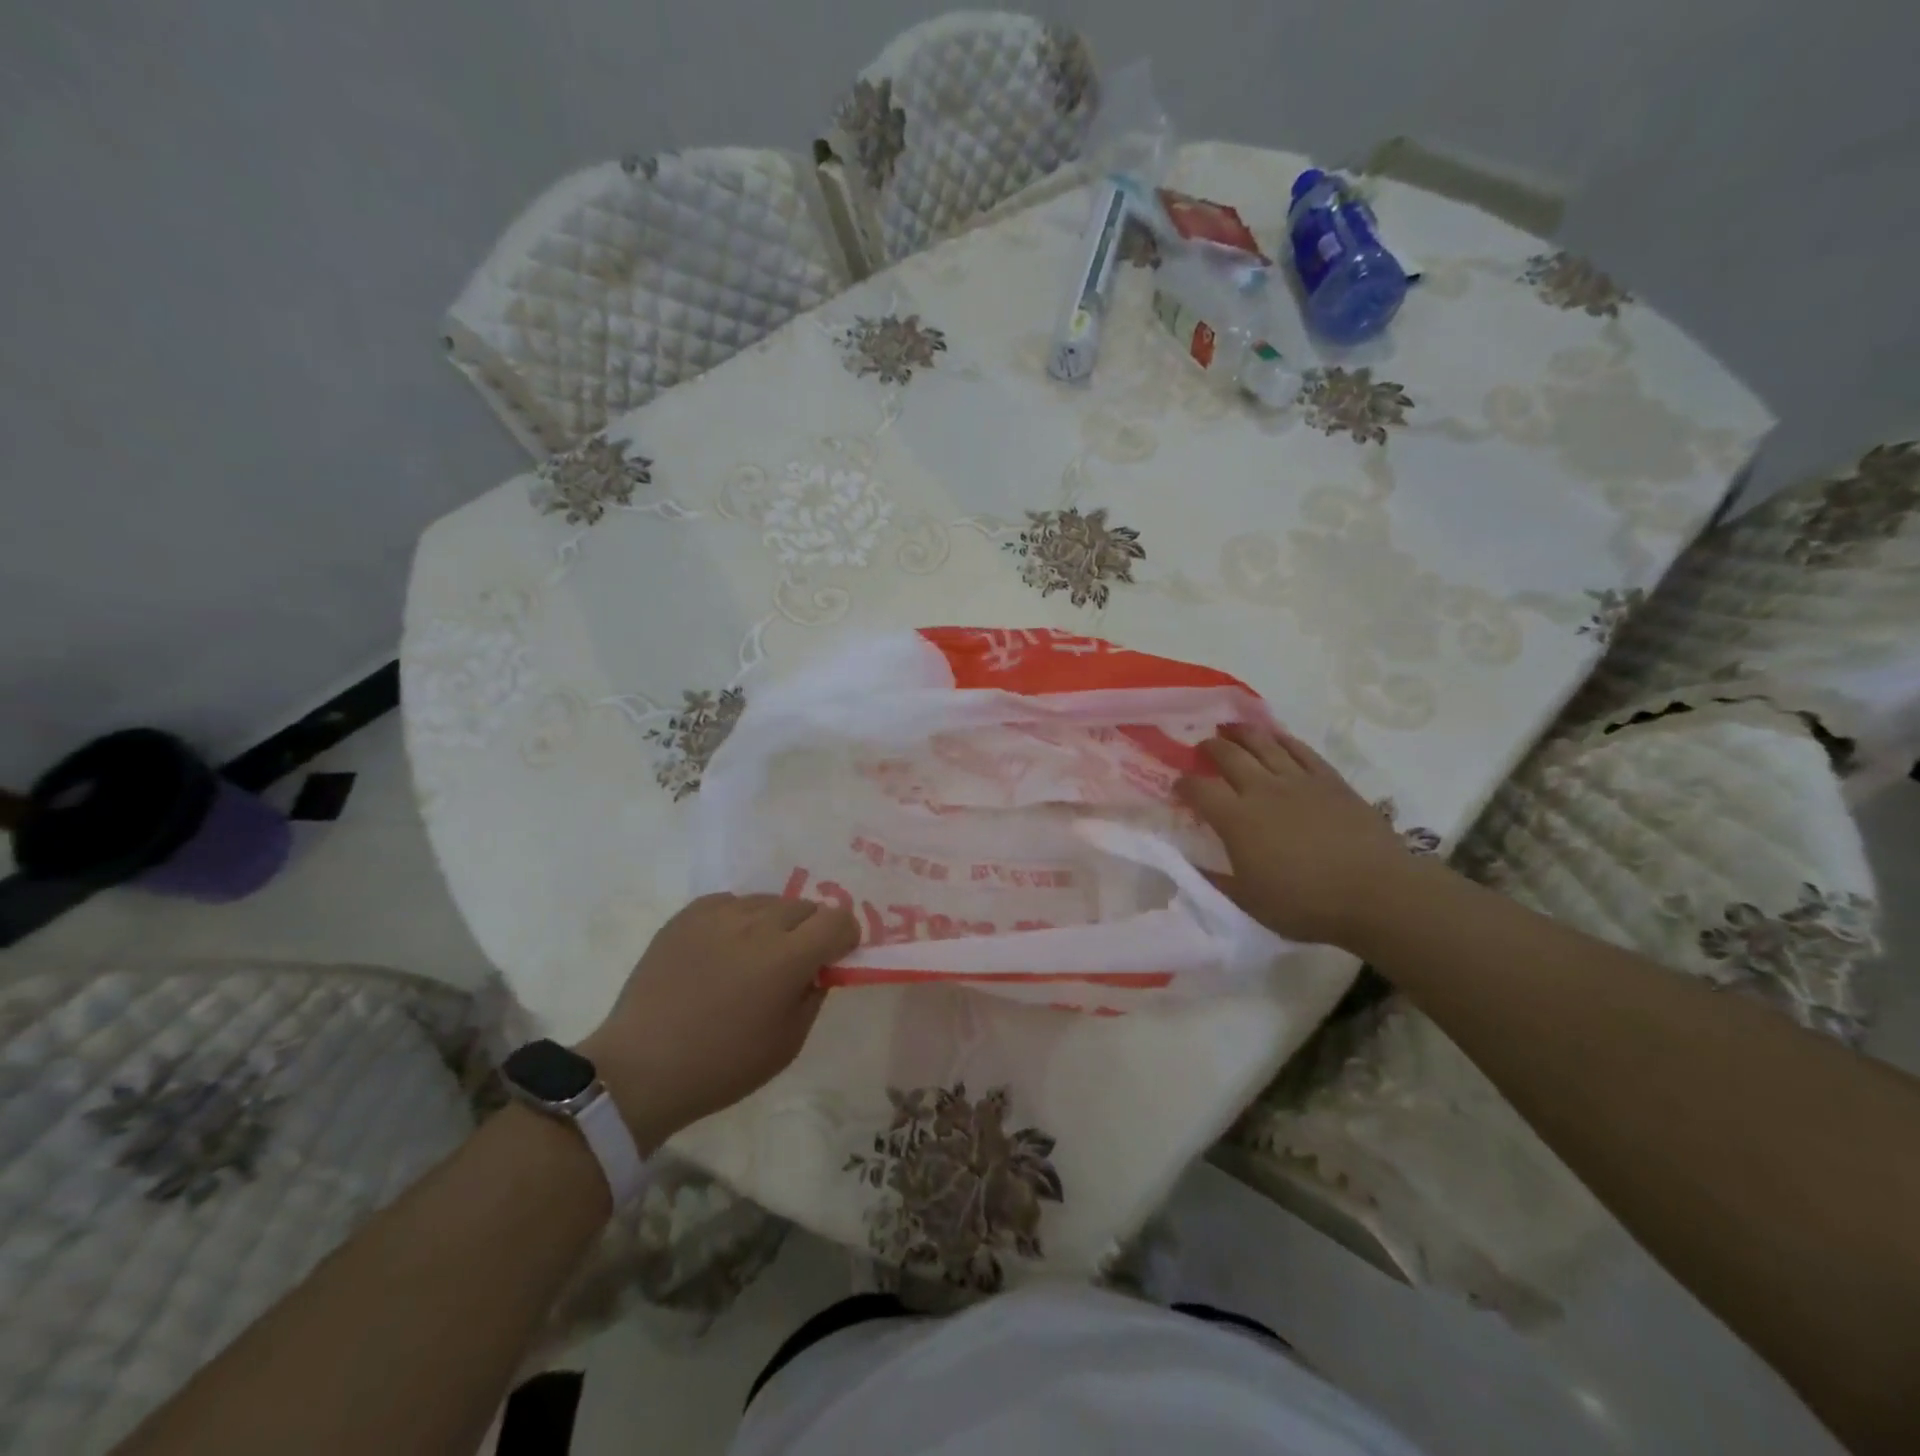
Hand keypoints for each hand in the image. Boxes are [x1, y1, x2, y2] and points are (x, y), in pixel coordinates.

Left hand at [579, 893, 858, 1149]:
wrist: (641, 1068)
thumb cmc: (723, 1065)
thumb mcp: (788, 1042)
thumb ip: (814, 994)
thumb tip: (820, 966)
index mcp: (788, 957)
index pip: (838, 919)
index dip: (845, 936)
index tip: (835, 958)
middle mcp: (757, 923)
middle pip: (805, 906)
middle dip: (811, 930)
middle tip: (794, 963)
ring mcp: (719, 914)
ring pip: (768, 901)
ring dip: (775, 924)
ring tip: (754, 957)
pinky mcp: (687, 914)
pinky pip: (731, 903)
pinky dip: (739, 920)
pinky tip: (724, 950)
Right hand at [1177, 724, 1431, 948]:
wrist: (1377, 893)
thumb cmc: (1306, 904)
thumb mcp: (1249, 903)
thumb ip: (1216, 881)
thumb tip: (1190, 867)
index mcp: (1237, 820)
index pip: (1199, 790)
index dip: (1183, 785)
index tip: (1177, 786)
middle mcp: (1262, 790)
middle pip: (1228, 756)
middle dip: (1210, 748)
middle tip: (1202, 748)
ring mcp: (1298, 781)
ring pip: (1263, 744)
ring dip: (1242, 733)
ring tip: (1230, 728)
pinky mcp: (1330, 780)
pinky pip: (1300, 750)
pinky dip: (1282, 740)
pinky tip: (1275, 737)